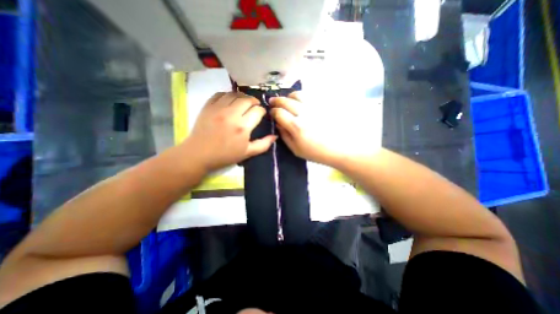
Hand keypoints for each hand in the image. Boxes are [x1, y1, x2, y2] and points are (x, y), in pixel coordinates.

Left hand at [185, 92, 276, 172]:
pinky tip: (230, 100)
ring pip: (235, 94)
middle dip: (254, 102)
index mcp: (243, 127)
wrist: (199, 154)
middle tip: (254, 106)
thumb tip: (275, 136)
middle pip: (247, 99)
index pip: (257, 111)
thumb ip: (263, 144)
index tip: (261, 114)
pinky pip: (220, 93)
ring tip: (243, 102)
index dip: (262, 111)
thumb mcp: (247, 153)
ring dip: (242, 97)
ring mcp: (218, 109)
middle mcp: (232, 114)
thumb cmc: (225, 155)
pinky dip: (228, 94)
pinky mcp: (208, 106)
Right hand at [269, 92, 377, 167]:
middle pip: (286, 101)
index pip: (279, 113)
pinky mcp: (323, 104)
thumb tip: (278, 124)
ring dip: (288, 96)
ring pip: (297, 94)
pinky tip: (300, 101)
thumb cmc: (317, 152)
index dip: (273, 112)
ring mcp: (315, 107)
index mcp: (296, 126)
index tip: (272, 113)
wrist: (340, 148)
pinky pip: (309, 95)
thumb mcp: (296, 150)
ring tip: (287, 100)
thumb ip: (285, 136)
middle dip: (276, 100)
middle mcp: (304, 113)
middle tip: (273, 102)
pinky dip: (301, 96)